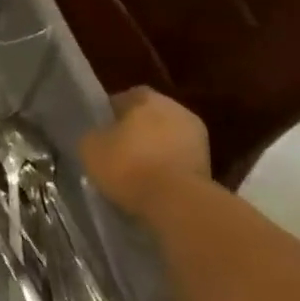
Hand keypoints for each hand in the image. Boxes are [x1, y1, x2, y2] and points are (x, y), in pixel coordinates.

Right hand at [80, 89, 211, 217]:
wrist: (176, 202)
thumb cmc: (127, 164)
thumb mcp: (89, 146)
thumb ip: (95, 134)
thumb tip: (100, 136)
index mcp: (147, 98)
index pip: (124, 98)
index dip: (110, 114)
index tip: (100, 132)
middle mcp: (177, 109)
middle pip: (149, 117)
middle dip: (135, 131)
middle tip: (115, 150)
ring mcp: (198, 138)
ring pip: (166, 139)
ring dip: (153, 150)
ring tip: (133, 171)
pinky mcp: (209, 165)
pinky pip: (178, 160)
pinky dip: (166, 168)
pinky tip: (152, 184)